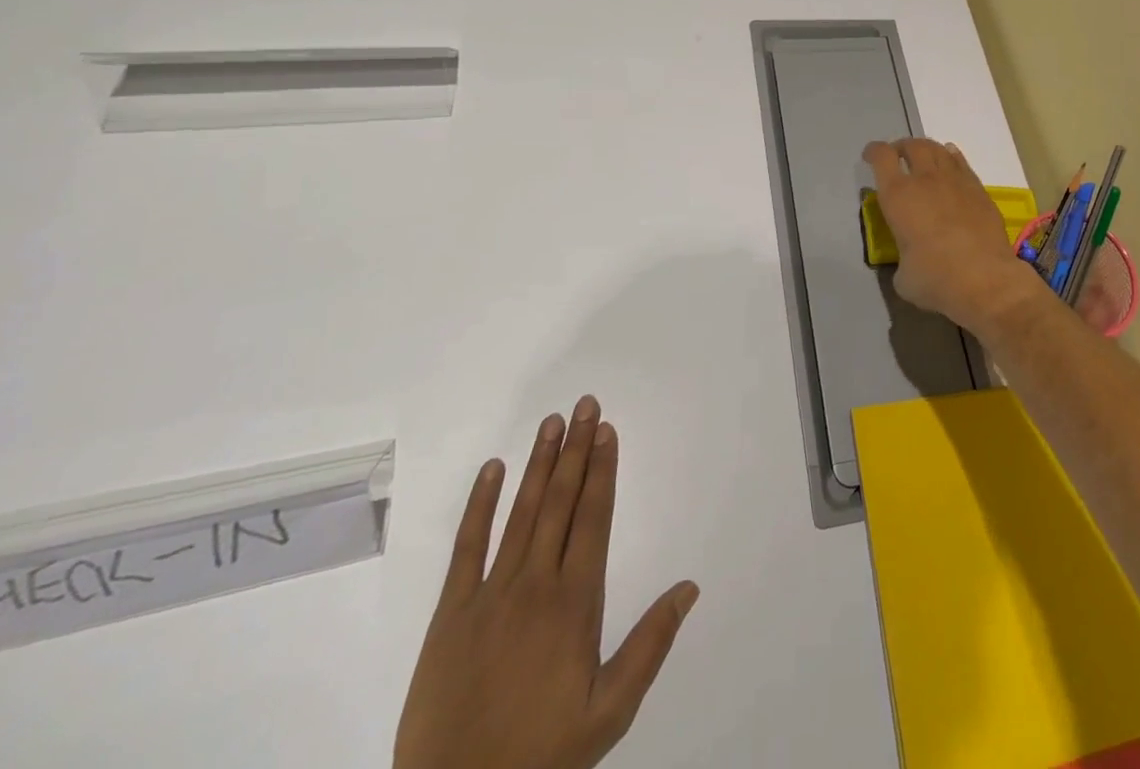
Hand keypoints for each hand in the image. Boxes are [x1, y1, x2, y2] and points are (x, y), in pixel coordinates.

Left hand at [394, 400, 698, 768]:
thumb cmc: (540, 759)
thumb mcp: (609, 713)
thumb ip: (650, 645)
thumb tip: (689, 587)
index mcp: (574, 604)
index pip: (594, 518)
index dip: (603, 470)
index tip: (607, 430)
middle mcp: (534, 585)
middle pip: (560, 502)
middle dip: (576, 450)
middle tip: (585, 405)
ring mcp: (489, 596)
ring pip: (520, 513)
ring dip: (538, 464)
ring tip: (551, 422)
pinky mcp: (449, 614)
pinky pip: (466, 547)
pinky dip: (480, 505)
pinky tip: (492, 470)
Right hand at [862, 137, 1049, 336]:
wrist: (985, 280)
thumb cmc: (935, 279)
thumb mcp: (903, 276)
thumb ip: (903, 260)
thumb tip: (912, 263)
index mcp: (898, 196)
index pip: (882, 157)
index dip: (873, 152)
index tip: (870, 157)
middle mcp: (926, 180)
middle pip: (912, 146)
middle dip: (901, 147)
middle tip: (897, 156)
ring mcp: (956, 182)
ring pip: (939, 150)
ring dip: (926, 149)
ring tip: (923, 157)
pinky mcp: (979, 191)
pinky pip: (962, 164)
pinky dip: (952, 158)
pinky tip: (951, 163)